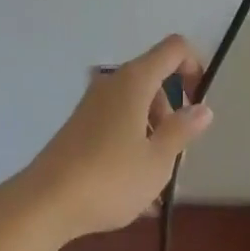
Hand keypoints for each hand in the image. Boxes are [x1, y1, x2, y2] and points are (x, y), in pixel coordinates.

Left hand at [11, 34, 212, 242]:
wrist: (46, 201)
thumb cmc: (110, 178)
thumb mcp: (157, 161)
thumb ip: (182, 130)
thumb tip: (203, 108)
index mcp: (135, 80)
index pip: (174, 49)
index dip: (194, 67)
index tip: (198, 105)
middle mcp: (113, 82)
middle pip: (155, 82)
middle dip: (171, 115)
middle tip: (174, 158)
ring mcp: (93, 103)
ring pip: (136, 108)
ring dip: (152, 137)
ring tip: (155, 188)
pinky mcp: (81, 125)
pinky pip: (118, 125)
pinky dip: (132, 147)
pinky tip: (135, 194)